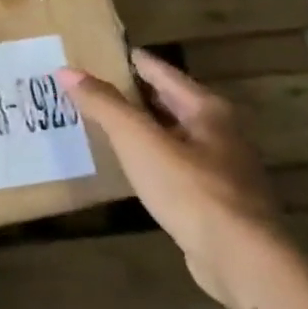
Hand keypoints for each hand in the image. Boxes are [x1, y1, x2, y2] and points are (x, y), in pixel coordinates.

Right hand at [57, 49, 285, 305]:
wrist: (240, 257)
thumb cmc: (189, 189)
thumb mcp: (139, 141)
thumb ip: (104, 105)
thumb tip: (67, 71)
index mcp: (207, 109)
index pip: (162, 72)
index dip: (131, 60)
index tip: (101, 51)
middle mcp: (219, 132)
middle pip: (169, 102)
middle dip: (133, 94)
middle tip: (92, 87)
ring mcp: (221, 167)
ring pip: (173, 134)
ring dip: (142, 127)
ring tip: (103, 122)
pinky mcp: (215, 198)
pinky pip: (175, 164)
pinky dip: (150, 156)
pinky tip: (130, 165)